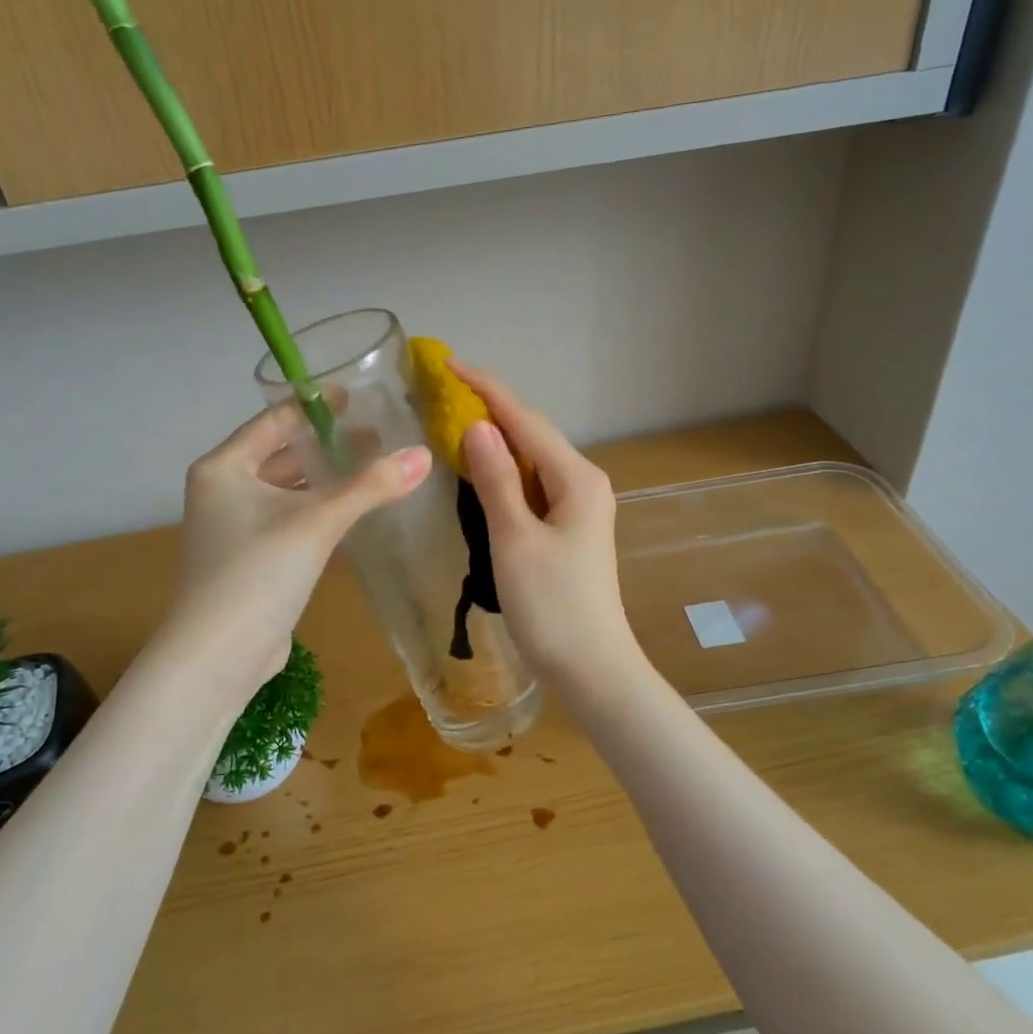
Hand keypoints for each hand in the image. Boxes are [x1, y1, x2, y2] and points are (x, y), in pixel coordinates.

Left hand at [162, 400, 431, 696]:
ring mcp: (234, 527)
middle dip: (328, 445)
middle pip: (282, 455)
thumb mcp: (317, 522)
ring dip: (326, 480)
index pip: (274, 421)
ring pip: (287, 490)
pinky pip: (288, 520)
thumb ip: (370, 486)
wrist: (218, 655)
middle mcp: (223, 490)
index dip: (316, 406)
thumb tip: (424, 455)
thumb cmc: (258, 573)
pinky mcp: (249, 559)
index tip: (356, 396)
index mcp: (224, 467)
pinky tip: (351, 512)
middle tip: (378, 435)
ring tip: (373, 469)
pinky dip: (318, 510)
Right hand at [454, 364, 641, 688]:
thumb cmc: (553, 606)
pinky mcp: (566, 531)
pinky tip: (478, 473)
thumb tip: (477, 426)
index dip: (486, 389)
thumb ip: (496, 480)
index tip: (448, 365)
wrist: (591, 668)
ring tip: (451, 422)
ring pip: (531, 462)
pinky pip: (531, 487)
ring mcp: (577, 508)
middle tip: (440, 394)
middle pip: (531, 435)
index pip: (525, 420)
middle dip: (489, 410)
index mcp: (576, 478)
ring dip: (494, 442)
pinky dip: (502, 474)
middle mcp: (583, 483)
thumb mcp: (515, 539)